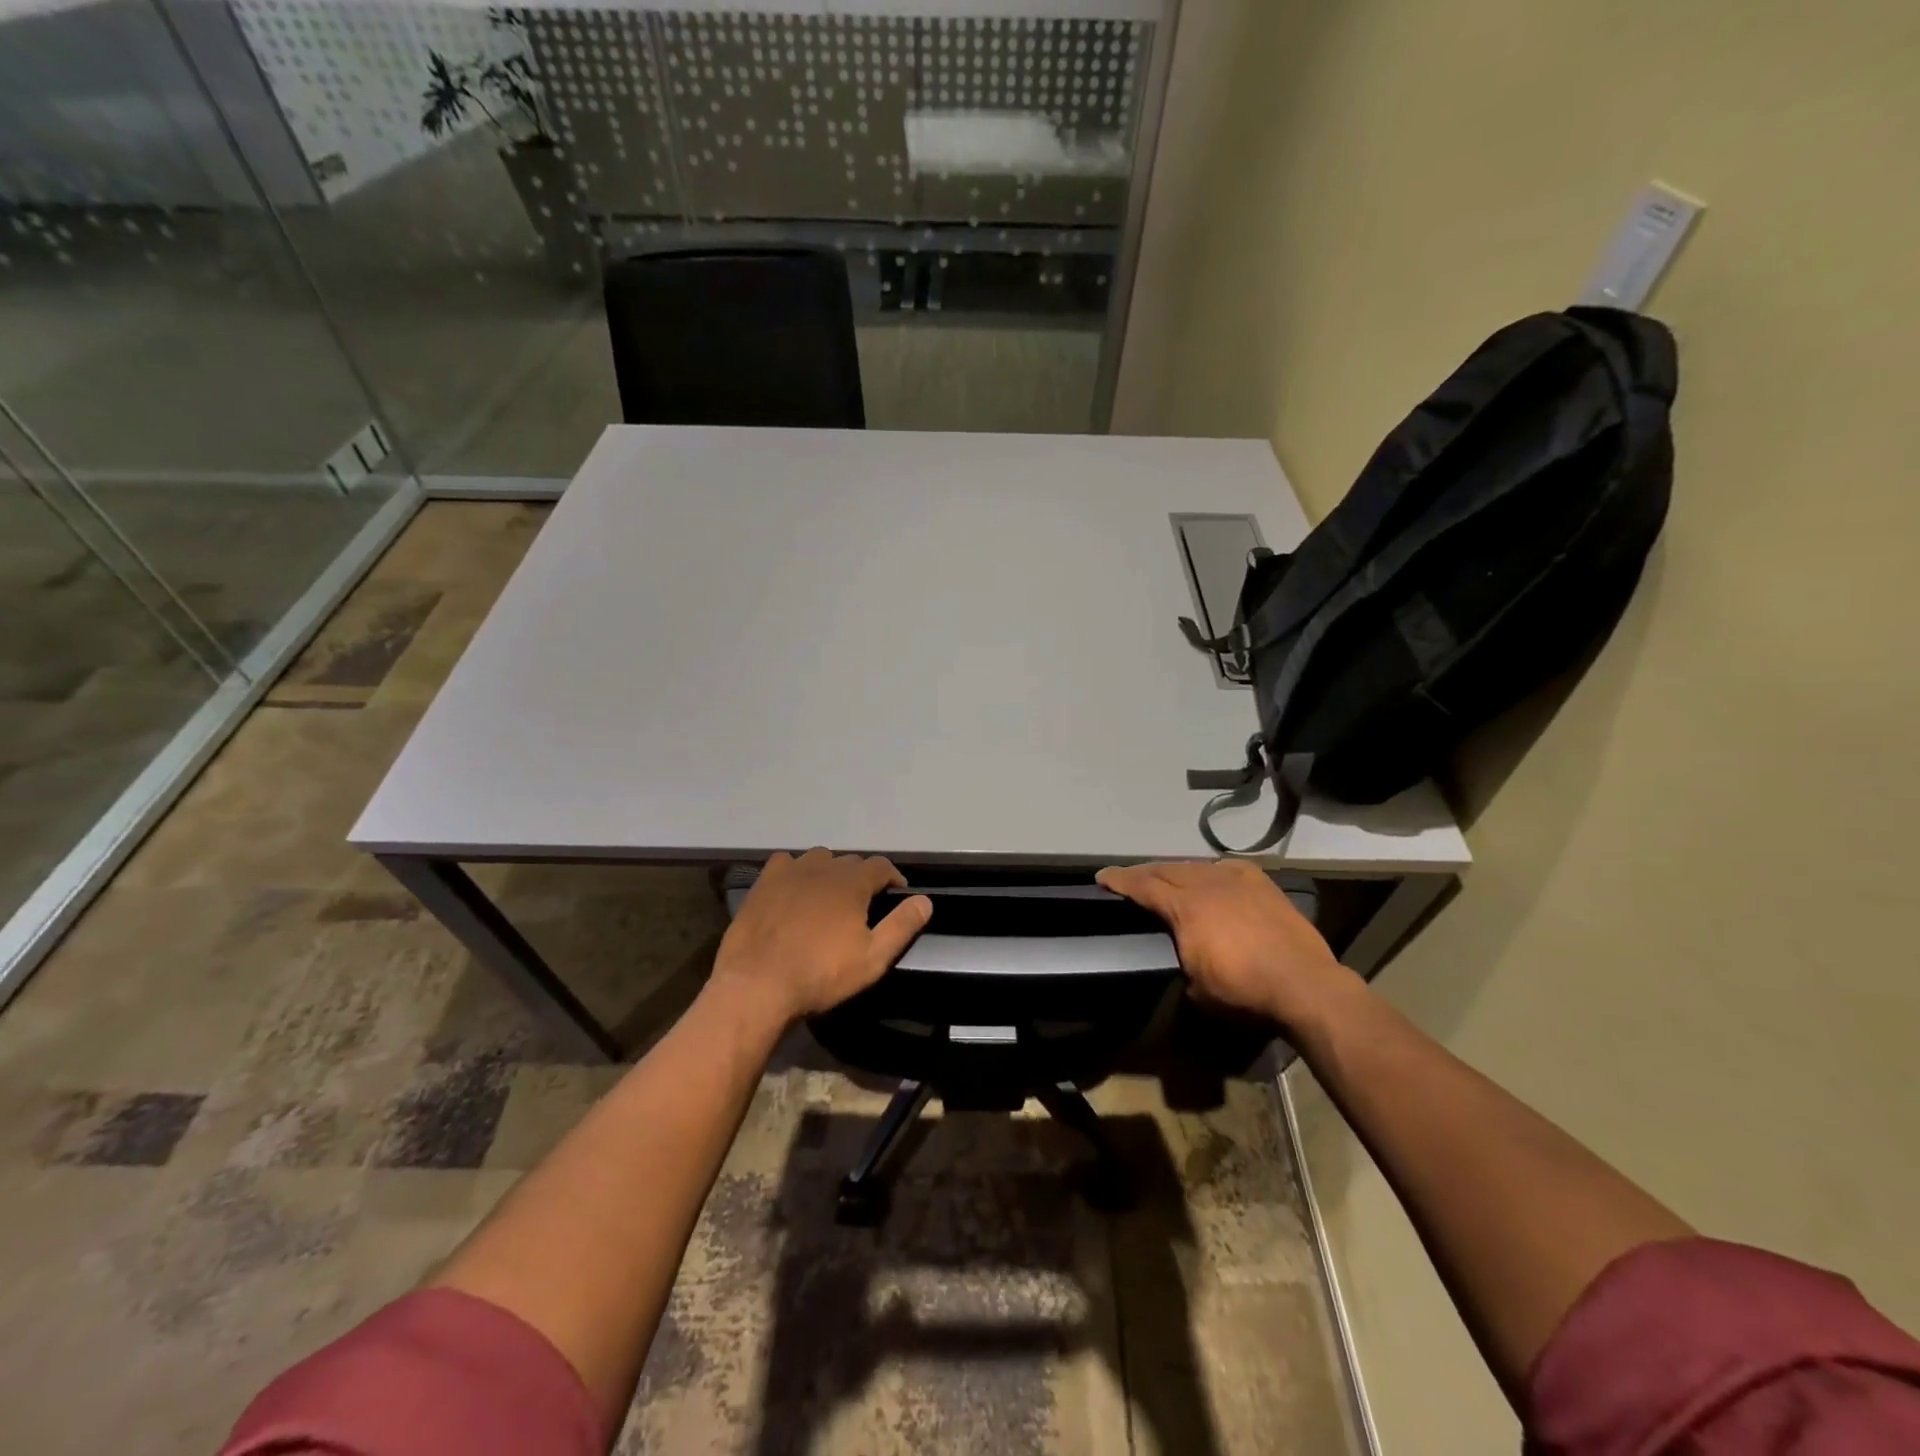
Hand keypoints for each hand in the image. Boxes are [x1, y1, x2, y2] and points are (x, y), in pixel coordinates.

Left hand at [710, 848, 932, 1025]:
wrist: (757, 984)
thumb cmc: (821, 974)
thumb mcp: (873, 958)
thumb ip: (902, 926)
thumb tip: (925, 900)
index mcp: (852, 882)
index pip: (881, 865)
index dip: (892, 877)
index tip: (896, 894)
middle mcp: (822, 867)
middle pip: (850, 861)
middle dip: (862, 877)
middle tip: (863, 904)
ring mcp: (789, 872)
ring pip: (818, 859)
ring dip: (829, 871)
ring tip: (829, 896)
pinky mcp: (763, 884)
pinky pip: (785, 863)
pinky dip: (795, 871)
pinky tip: (794, 889)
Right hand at [1095, 860, 1356, 1028]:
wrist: (1304, 983)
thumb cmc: (1244, 991)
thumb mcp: (1196, 986)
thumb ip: (1180, 960)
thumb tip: (1178, 956)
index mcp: (1184, 907)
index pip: (1143, 886)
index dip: (1119, 880)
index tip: (1101, 877)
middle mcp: (1206, 884)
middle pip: (1165, 869)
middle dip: (1143, 872)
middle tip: (1127, 877)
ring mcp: (1236, 880)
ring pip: (1195, 866)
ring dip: (1175, 870)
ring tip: (1165, 876)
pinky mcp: (1261, 883)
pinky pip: (1226, 868)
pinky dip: (1209, 871)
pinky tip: (1209, 876)